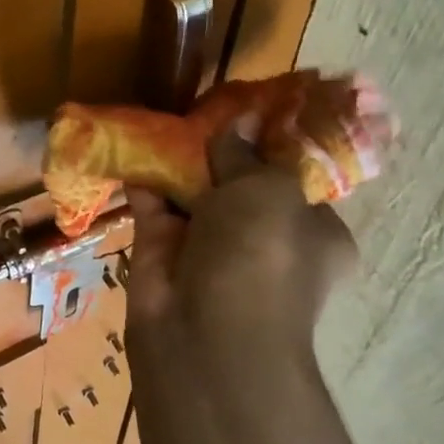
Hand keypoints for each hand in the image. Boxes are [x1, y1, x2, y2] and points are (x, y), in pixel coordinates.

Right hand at [127, 130, 355, 356]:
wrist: (206, 335)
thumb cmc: (261, 255)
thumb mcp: (268, 191)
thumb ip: (248, 154)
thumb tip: (241, 121)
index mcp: (312, 234)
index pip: (293, 183)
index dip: (270, 146)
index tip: (248, 110)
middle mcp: (263, 240)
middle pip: (238, 184)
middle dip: (217, 150)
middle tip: (198, 108)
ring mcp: (210, 248)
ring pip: (192, 193)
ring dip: (177, 161)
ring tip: (162, 116)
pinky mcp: (162, 252)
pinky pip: (152, 205)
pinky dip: (143, 178)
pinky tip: (131, 142)